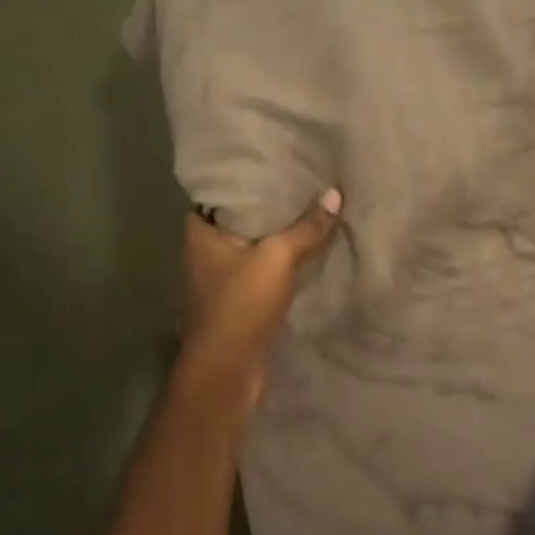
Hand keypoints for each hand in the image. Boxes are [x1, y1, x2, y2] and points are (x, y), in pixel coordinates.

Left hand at [178, 189, 342, 404]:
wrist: (229, 368)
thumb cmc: (242, 303)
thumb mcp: (278, 257)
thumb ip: (306, 227)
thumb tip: (334, 193)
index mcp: (200, 235)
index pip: (216, 195)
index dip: (241, 181)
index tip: (269, 166)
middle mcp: (204, 255)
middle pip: (236, 221)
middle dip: (265, 208)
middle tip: (297, 185)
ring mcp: (219, 282)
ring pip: (250, 248)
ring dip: (274, 237)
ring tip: (306, 212)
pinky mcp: (237, 304)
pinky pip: (260, 272)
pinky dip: (278, 264)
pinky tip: (303, 252)